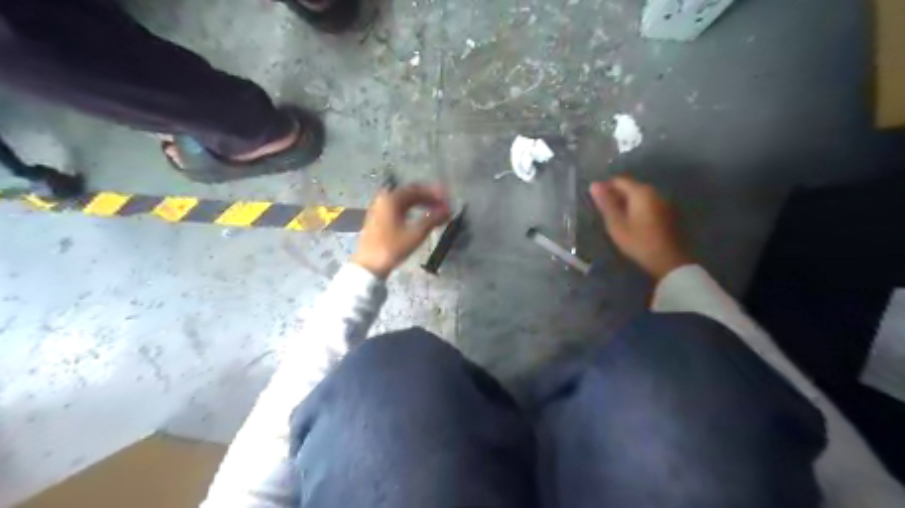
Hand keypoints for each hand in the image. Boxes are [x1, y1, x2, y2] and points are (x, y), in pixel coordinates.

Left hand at [351, 183, 452, 276]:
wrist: (369, 265)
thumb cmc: (392, 248)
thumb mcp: (415, 234)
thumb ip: (433, 219)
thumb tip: (448, 211)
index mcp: (391, 199)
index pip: (416, 189)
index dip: (433, 193)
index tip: (447, 198)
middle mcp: (384, 200)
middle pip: (410, 194)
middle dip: (428, 198)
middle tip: (443, 205)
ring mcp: (379, 209)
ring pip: (404, 202)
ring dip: (421, 204)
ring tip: (435, 212)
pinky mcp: (378, 219)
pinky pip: (399, 209)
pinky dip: (412, 211)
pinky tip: (420, 218)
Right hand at [587, 174, 694, 278]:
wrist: (669, 260)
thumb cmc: (639, 242)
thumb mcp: (616, 224)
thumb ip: (606, 203)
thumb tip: (594, 184)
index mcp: (641, 192)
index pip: (618, 180)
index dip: (605, 188)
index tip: (597, 203)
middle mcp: (654, 191)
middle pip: (630, 186)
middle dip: (616, 195)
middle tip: (605, 212)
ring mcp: (663, 201)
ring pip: (639, 195)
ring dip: (627, 202)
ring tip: (617, 218)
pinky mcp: (668, 211)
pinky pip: (648, 204)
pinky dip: (637, 208)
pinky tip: (633, 222)